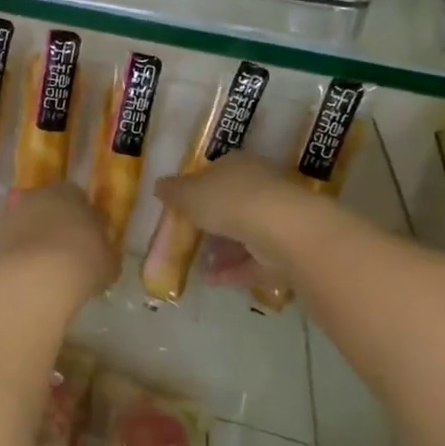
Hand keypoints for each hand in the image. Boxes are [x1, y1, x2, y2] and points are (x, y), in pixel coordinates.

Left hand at [0, 184, 117, 311]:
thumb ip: (103, 253)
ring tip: (38, 273)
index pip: (77, 199)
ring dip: (28, 242)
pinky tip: (19, 279)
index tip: (85, 243)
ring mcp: (8, 214)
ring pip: (21, 225)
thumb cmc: (81, 264)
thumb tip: (100, 256)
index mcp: (70, 193)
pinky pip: (3, 245)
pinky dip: (10, 258)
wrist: (33, 279)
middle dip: (51, 227)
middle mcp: (36, 195)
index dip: (81, 221)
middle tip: (61, 256)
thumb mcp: (108, 263)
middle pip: (45, 208)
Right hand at [153, 152, 315, 280]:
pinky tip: (211, 280)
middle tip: (189, 238)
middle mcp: (260, 187)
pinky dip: (233, 270)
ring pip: (244, 234)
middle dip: (211, 222)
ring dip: (222, 250)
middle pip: (231, 204)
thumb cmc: (228, 200)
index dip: (198, 188)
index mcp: (238, 165)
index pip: (216, 172)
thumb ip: (173, 191)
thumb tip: (159, 185)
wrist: (280, 229)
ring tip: (198, 265)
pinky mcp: (286, 249)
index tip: (182, 206)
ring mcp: (276, 219)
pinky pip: (255, 260)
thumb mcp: (188, 194)